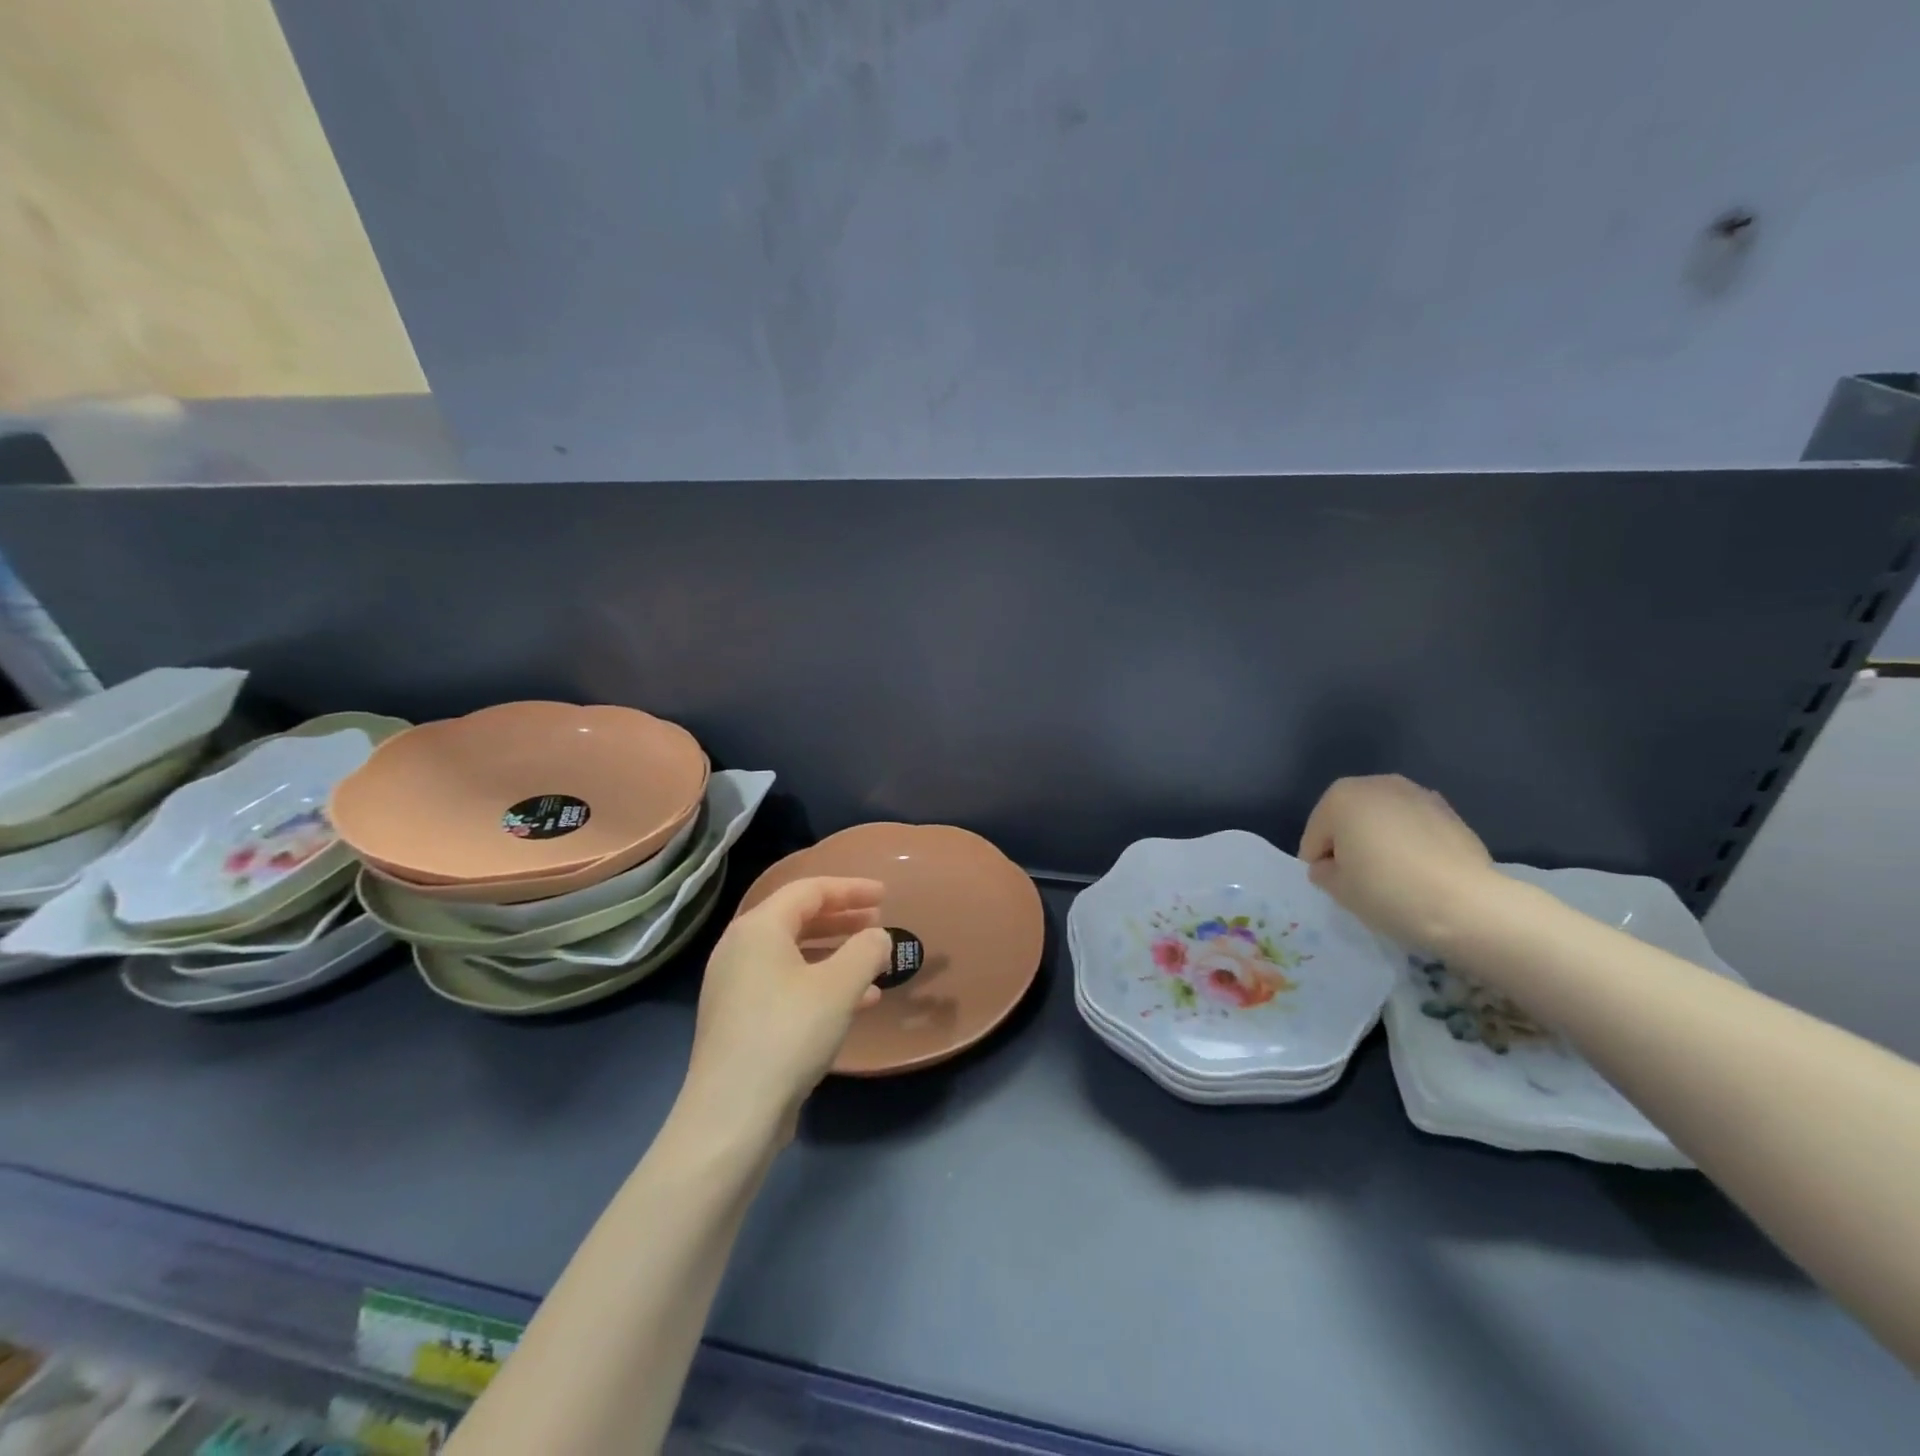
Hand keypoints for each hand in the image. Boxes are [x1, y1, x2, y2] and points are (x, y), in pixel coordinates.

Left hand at [684, 877, 891, 1135]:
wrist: (732, 1115)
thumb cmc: (788, 1035)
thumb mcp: (840, 987)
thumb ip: (866, 950)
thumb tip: (878, 937)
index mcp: (758, 928)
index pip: (808, 890)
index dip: (850, 888)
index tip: (885, 894)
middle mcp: (740, 949)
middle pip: (798, 918)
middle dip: (842, 918)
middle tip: (878, 920)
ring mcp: (736, 986)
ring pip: (794, 954)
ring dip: (836, 953)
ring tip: (873, 963)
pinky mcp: (740, 1019)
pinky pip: (787, 984)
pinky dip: (821, 983)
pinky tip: (856, 1002)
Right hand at [1298, 775, 1497, 950]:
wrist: (1467, 904)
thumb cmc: (1388, 891)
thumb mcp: (1337, 889)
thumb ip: (1322, 871)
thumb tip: (1332, 865)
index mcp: (1340, 797)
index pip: (1315, 837)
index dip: (1321, 866)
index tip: (1340, 888)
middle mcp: (1377, 784)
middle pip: (1347, 820)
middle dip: (1349, 845)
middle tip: (1364, 880)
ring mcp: (1417, 793)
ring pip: (1382, 821)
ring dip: (1380, 841)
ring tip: (1395, 876)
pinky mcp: (1449, 812)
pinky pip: (1412, 827)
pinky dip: (1409, 843)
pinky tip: (1421, 871)